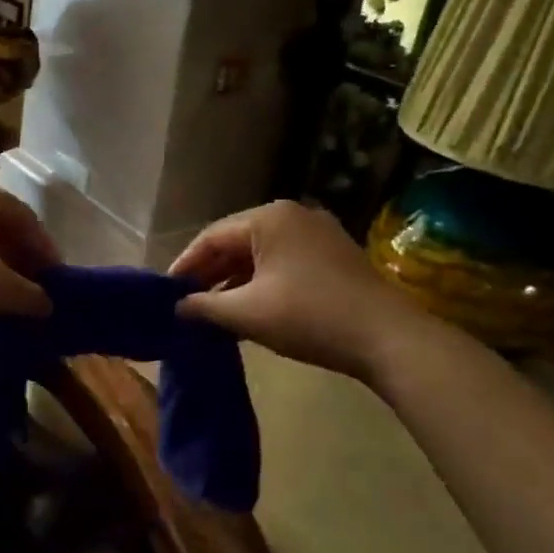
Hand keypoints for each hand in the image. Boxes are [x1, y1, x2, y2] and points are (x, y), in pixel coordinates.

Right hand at [169, 201, 431, 382]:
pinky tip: (249, 308)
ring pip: (260, 254)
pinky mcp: (333, 254)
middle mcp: (292, 215)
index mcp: (268, 218)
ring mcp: (317, 233)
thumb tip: (177, 307)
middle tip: (186, 302)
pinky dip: (260, 282)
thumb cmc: (309, 317)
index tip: (166, 292)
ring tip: (212, 310)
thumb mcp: (248, 314)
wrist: (387, 337)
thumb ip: (205, 307)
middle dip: (209, 273)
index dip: (185, 265)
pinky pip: (283, 262)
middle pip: (236, 242)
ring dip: (234, 281)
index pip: (211, 237)